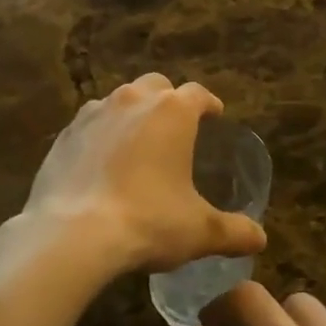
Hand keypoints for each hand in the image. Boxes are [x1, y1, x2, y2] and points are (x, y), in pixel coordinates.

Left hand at [24, 75, 266, 275]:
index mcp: (172, 111)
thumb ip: (233, 231)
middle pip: (157, 86)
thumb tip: (260, 239)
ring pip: (120, 100)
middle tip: (175, 128)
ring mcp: (94, 113)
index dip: (209, 104)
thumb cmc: (148, 222)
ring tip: (137, 144)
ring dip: (132, 114)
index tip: (215, 115)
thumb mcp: (199, 231)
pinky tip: (101, 163)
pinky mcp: (65, 134)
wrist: (73, 234)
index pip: (198, 94)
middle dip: (168, 100)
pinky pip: (90, 125)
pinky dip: (101, 135)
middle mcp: (133, 99)